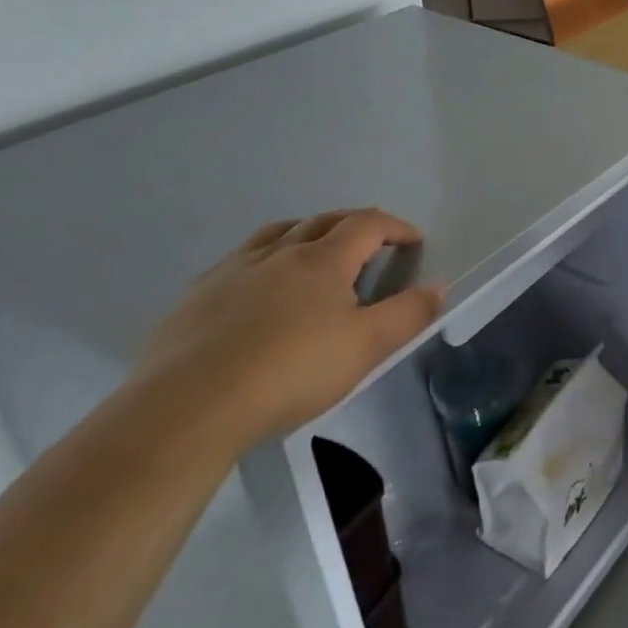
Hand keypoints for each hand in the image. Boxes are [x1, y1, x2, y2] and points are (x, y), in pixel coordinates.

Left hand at [134, 209, 444, 449]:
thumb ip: (408, 314)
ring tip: (315, 249)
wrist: (189, 407)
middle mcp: (279, 253)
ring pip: (276, 233)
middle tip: (373, 241)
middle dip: (355, 224)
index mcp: (323, 260)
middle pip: (323, 221)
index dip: (396, 228)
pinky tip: (258, 285)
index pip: (367, 225)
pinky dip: (263, 258)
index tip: (414, 241)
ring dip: (306, 231)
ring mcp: (232, 271)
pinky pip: (238, 260)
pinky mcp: (197, 297)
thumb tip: (438, 287)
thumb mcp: (367, 347)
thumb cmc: (291, 371)